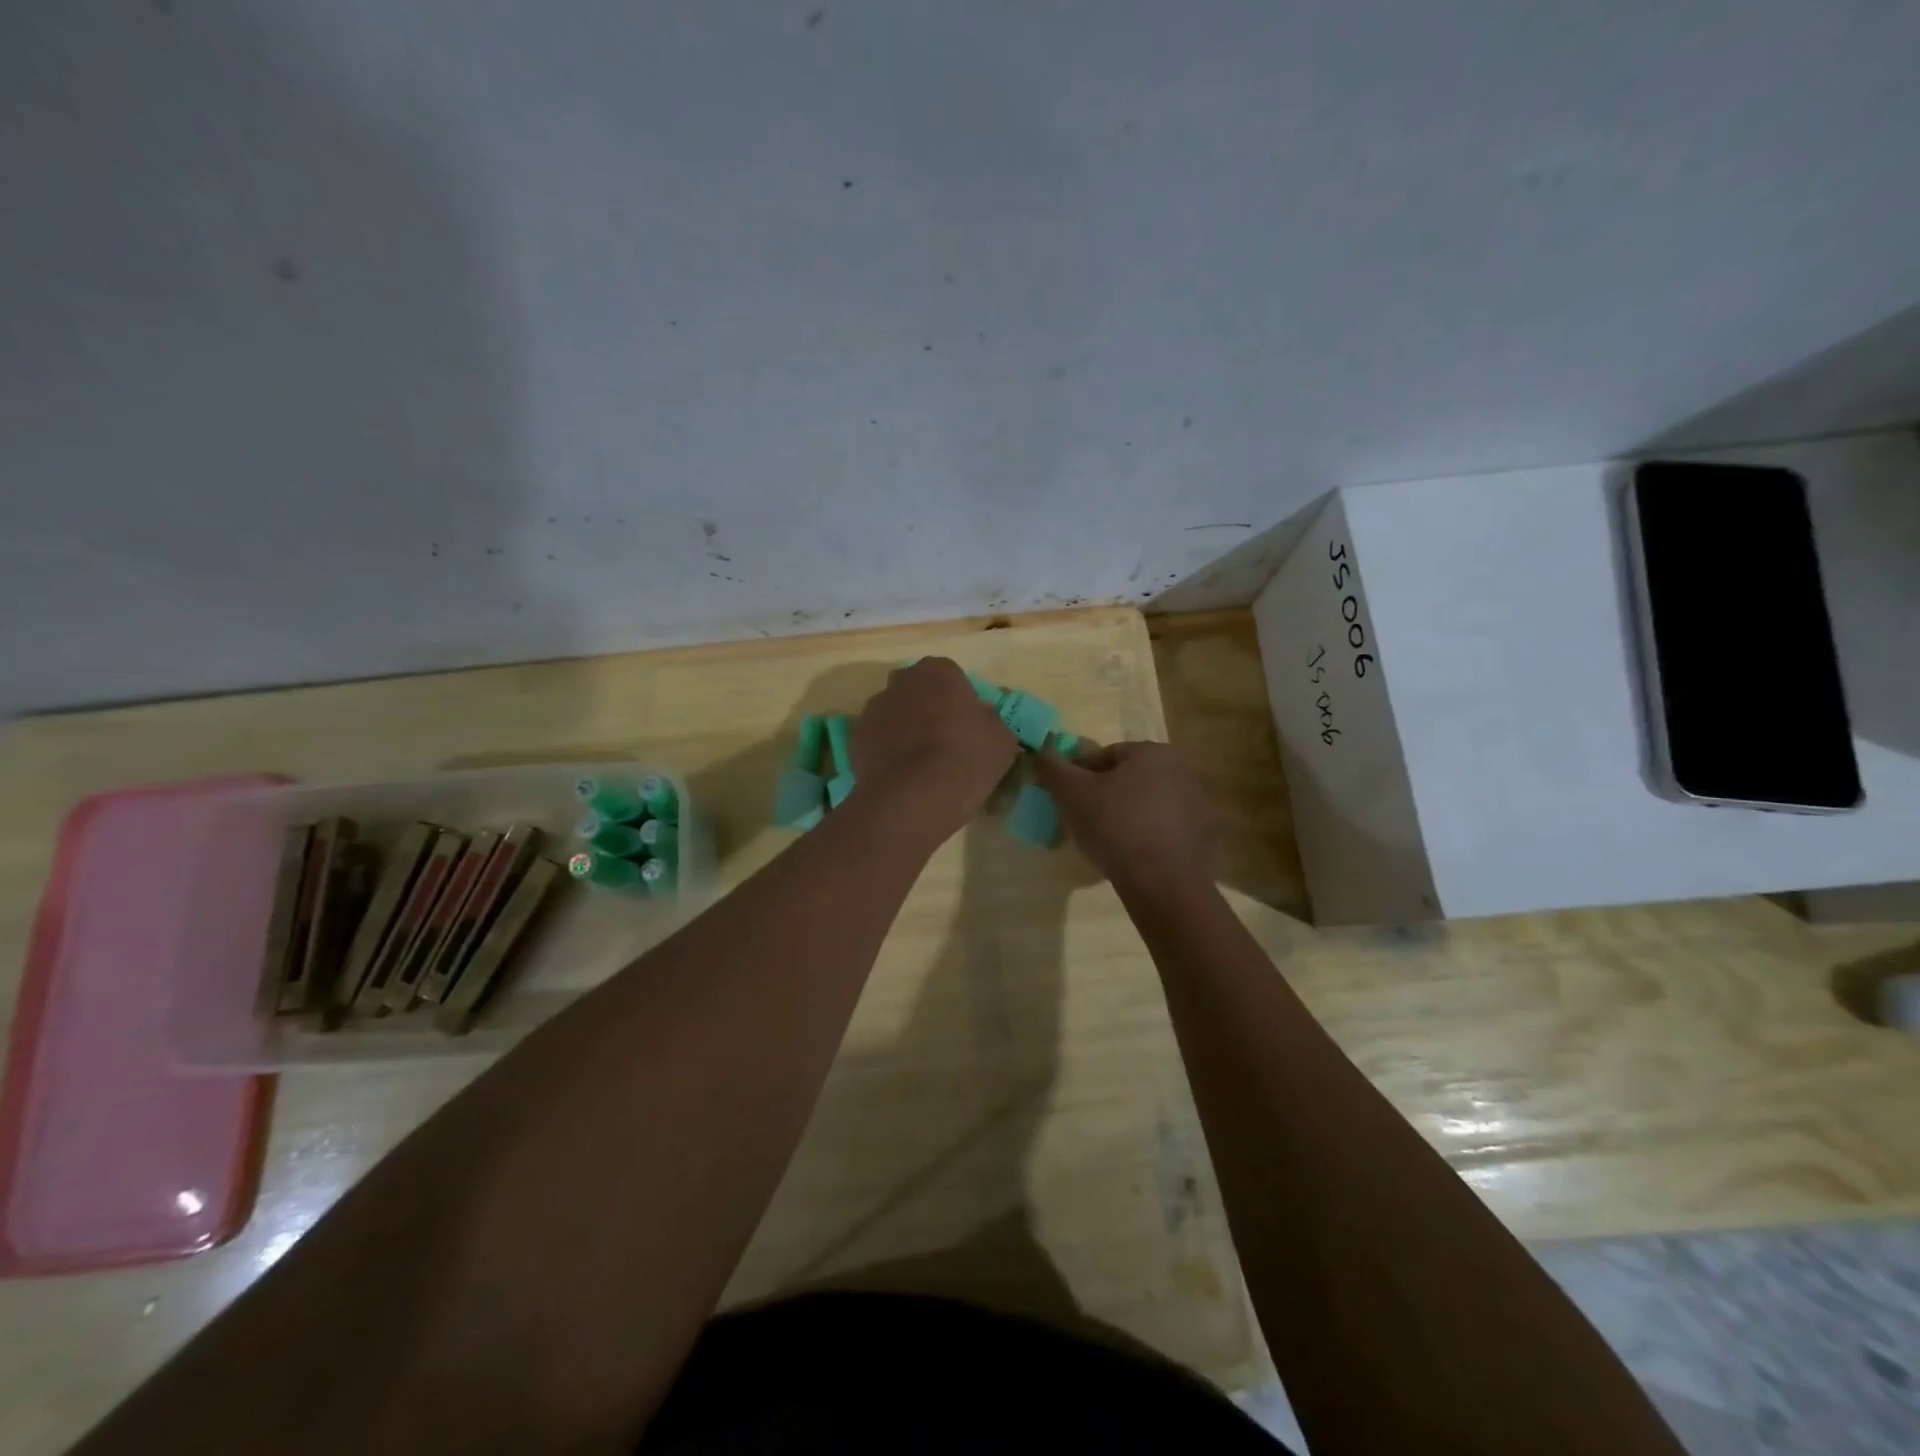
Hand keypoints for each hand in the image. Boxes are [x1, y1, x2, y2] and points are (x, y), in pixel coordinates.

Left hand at [847, 657, 1017, 842]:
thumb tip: (981, 718)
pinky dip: (886, 751)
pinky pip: (877, 739)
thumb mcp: (1002, 741)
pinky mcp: (855, 737)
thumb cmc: (964, 761)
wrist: (911, 799)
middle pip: (918, 691)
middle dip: (929, 709)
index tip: (967, 727)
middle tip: (944, 742)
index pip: (951, 677)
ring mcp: (873, 708)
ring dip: (905, 729)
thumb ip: (991, 721)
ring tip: (920, 765)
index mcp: (938, 672)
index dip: (960, 701)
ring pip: (895, 714)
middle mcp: (901, 681)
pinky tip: (900, 776)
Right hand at [1034, 740, 1219, 893]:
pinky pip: (1166, 827)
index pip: (1106, 755)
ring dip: (1128, 813)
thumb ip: (1054, 768)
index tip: (1066, 797)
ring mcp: (1198, 803)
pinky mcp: (1204, 835)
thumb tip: (1042, 752)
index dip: (1080, 774)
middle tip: (1084, 818)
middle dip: (1106, 793)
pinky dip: (1148, 834)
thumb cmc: (1115, 826)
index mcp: (1153, 752)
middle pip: (1130, 777)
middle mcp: (1183, 770)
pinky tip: (1132, 854)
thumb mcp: (1072, 794)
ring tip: (1107, 840)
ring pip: (1149, 802)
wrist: (1162, 882)